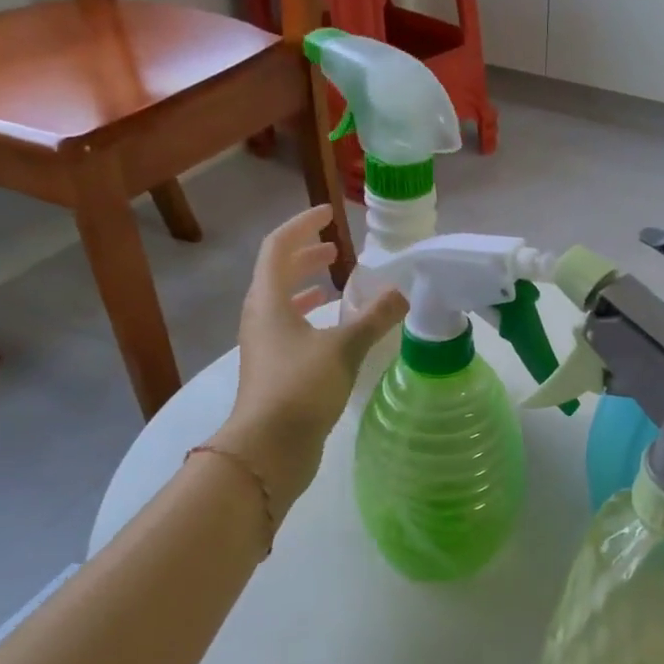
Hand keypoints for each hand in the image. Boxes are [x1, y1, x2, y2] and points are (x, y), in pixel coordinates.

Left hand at [212, 206, 405, 506]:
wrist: (268, 449)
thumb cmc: (300, 389)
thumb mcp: (344, 349)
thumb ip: (375, 318)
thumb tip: (403, 293)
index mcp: (268, 301)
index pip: (279, 247)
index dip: (302, 226)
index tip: (328, 215)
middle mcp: (260, 317)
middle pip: (278, 273)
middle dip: (306, 256)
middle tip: (337, 250)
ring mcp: (264, 346)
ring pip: (283, 303)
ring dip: (308, 287)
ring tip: (337, 285)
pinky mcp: (274, 370)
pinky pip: (290, 329)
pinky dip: (312, 319)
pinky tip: (334, 330)